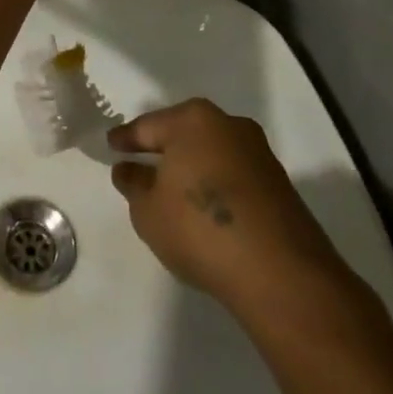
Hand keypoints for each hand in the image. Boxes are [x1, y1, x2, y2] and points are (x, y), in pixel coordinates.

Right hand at [110, 98, 355, 322]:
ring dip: (192, 167)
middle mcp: (228, 125)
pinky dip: (215, 184)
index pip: (148, 127)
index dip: (126, 139)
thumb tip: (129, 169)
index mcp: (193, 120)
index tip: (112, 145)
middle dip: (163, 148)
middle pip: (184, 133)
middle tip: (140, 162)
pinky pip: (233, 175)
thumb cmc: (199, 228)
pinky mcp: (279, 184)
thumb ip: (133, 184)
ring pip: (212, 153)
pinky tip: (205, 207)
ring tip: (173, 189)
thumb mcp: (148, 210)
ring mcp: (258, 153)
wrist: (280, 272)